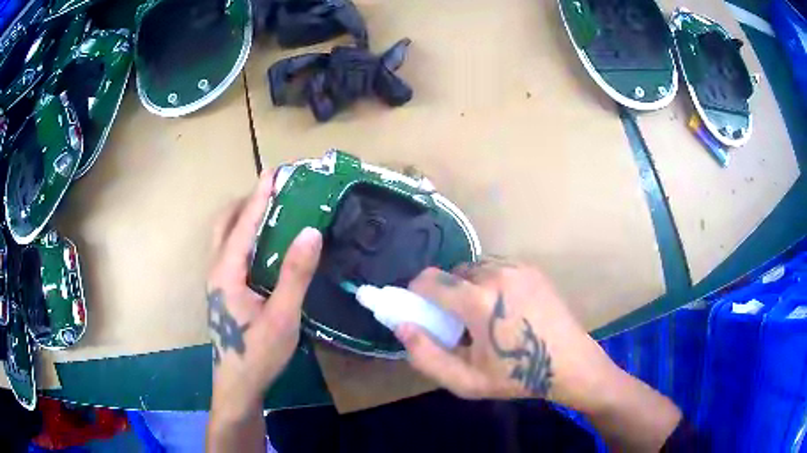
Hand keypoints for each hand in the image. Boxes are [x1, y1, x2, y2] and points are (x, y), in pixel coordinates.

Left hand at [207, 170, 321, 419]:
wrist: (238, 385)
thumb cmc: (258, 354)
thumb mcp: (282, 317)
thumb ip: (295, 274)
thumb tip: (311, 232)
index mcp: (227, 271)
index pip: (244, 223)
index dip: (260, 196)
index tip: (274, 171)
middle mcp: (217, 269)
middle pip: (225, 223)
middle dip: (247, 201)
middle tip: (274, 190)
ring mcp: (217, 280)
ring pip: (225, 237)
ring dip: (244, 217)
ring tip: (271, 209)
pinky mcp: (223, 290)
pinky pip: (230, 250)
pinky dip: (244, 235)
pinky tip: (264, 244)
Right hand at [395, 261, 619, 411]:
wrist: (569, 364)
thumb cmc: (516, 377)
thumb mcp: (466, 381)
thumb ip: (426, 355)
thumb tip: (402, 326)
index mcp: (478, 301)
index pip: (429, 280)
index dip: (416, 293)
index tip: (420, 310)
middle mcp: (496, 274)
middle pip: (451, 272)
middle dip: (445, 293)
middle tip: (457, 322)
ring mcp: (517, 267)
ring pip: (474, 268)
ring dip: (467, 286)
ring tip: (483, 315)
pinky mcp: (531, 269)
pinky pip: (496, 267)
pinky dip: (489, 282)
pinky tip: (504, 307)